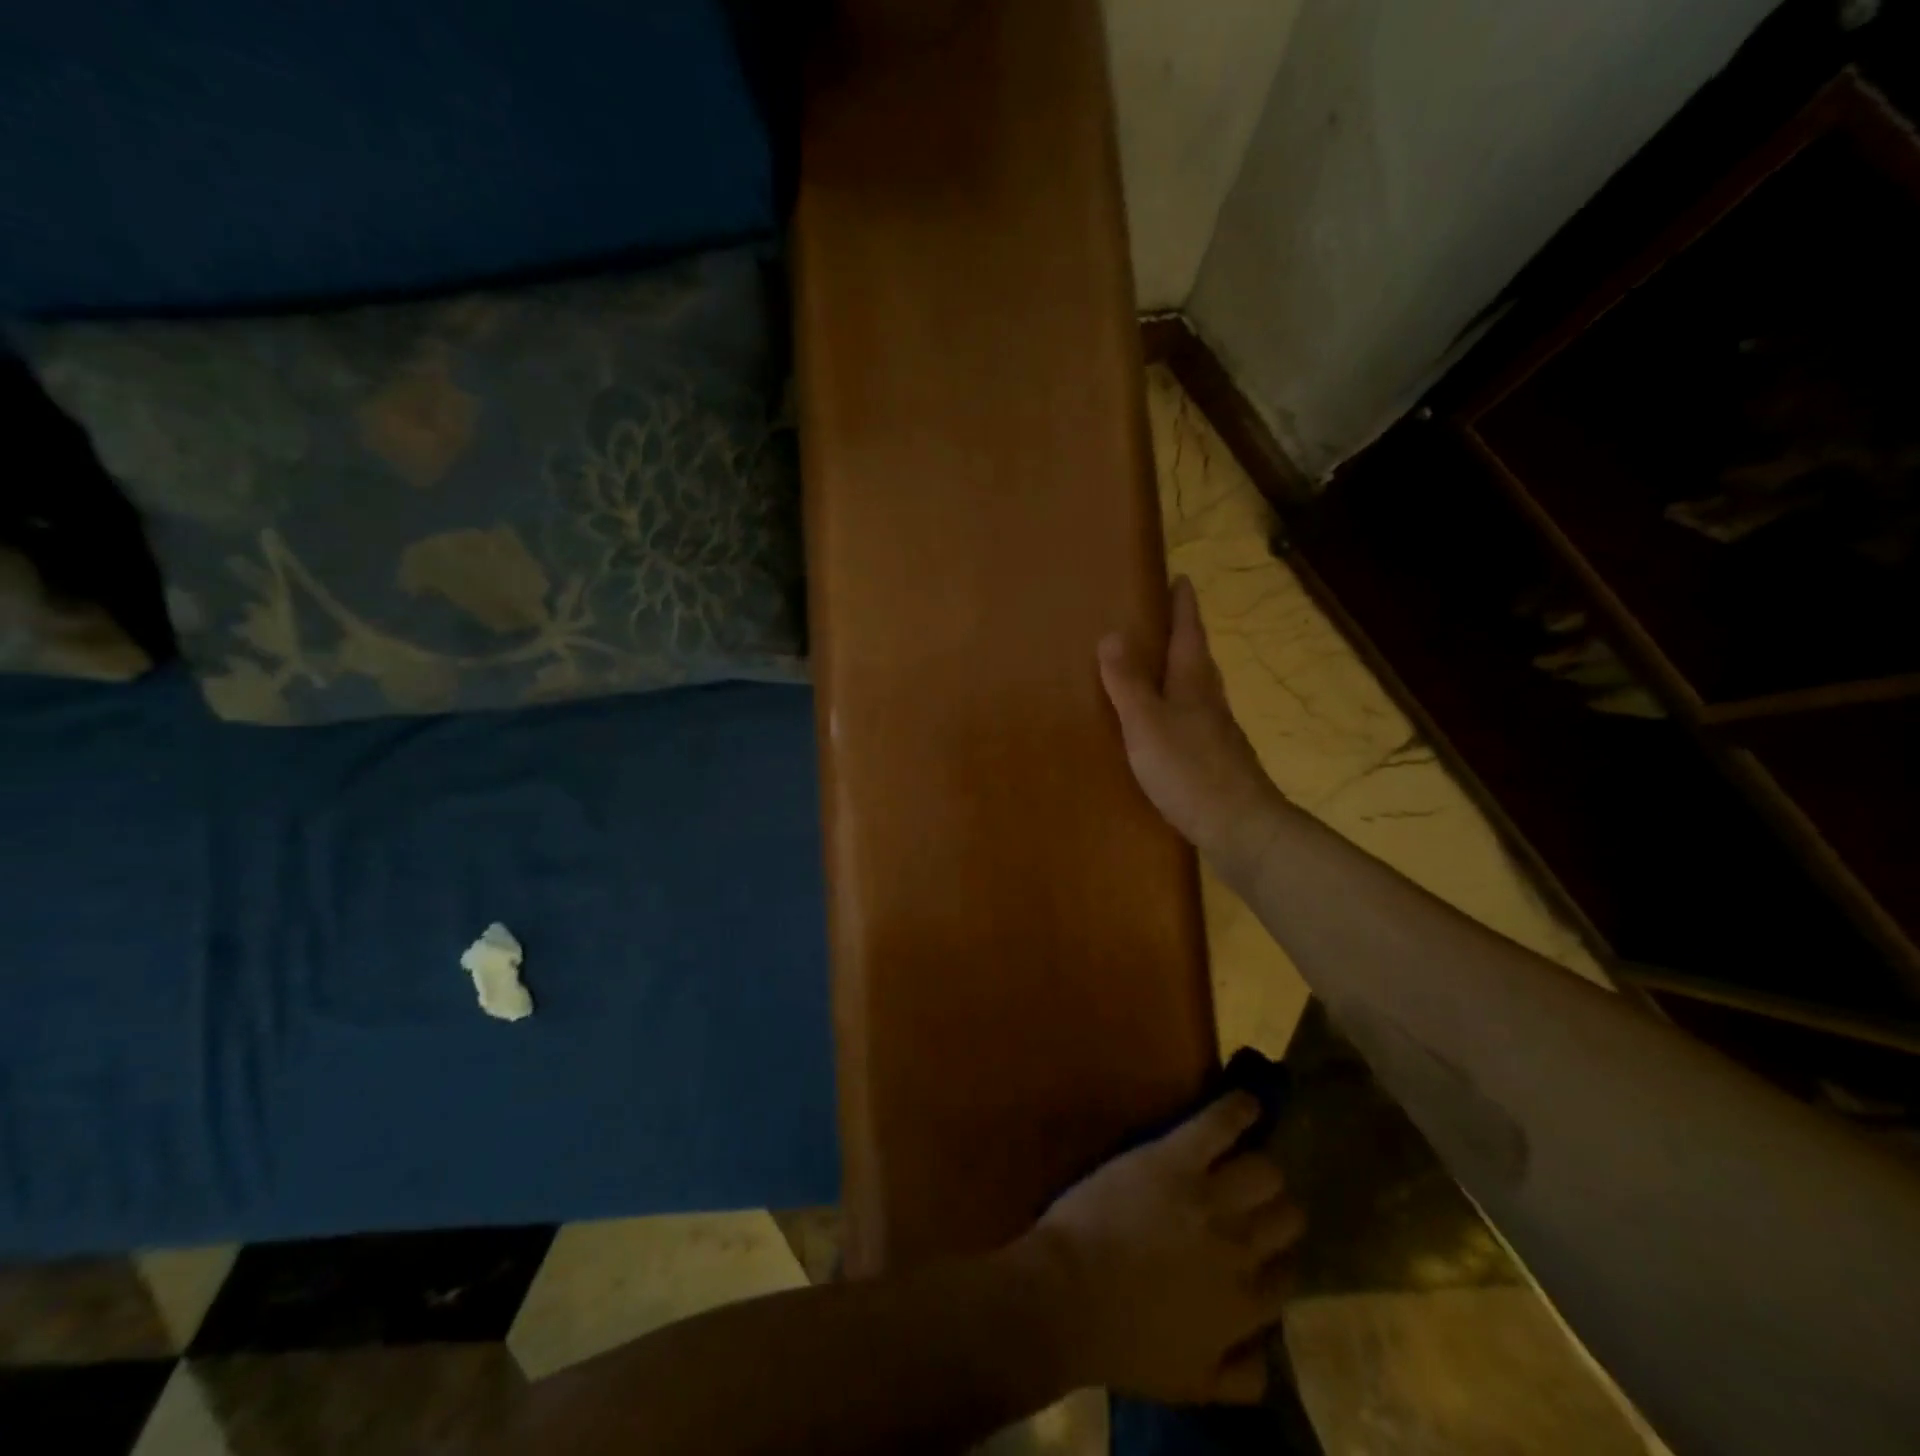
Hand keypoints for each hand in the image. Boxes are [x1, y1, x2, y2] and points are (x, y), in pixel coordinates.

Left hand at [1023, 1093, 1304, 1404]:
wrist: (1069, 1295)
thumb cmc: (1122, 1342)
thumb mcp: (1193, 1383)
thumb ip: (1240, 1373)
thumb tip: (1267, 1350)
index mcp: (1246, 1306)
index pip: (1286, 1275)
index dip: (1276, 1259)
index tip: (1263, 1250)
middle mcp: (1241, 1248)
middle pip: (1285, 1217)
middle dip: (1276, 1209)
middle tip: (1255, 1199)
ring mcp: (1209, 1198)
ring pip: (1264, 1172)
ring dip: (1261, 1166)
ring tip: (1252, 1154)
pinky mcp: (1175, 1158)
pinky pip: (1219, 1126)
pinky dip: (1238, 1109)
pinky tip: (1246, 1101)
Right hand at [1098, 577, 1284, 880]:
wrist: (1240, 827)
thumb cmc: (1190, 770)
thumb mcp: (1147, 723)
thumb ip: (1128, 682)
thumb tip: (1112, 633)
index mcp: (1193, 683)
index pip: (1189, 631)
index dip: (1183, 605)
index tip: (1181, 577)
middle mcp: (1209, 701)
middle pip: (1197, 657)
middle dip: (1182, 634)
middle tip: (1162, 618)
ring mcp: (1215, 732)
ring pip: (1195, 690)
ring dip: (1178, 672)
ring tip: (1154, 667)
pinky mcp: (1213, 760)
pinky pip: (1190, 721)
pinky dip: (1175, 709)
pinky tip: (1161, 726)